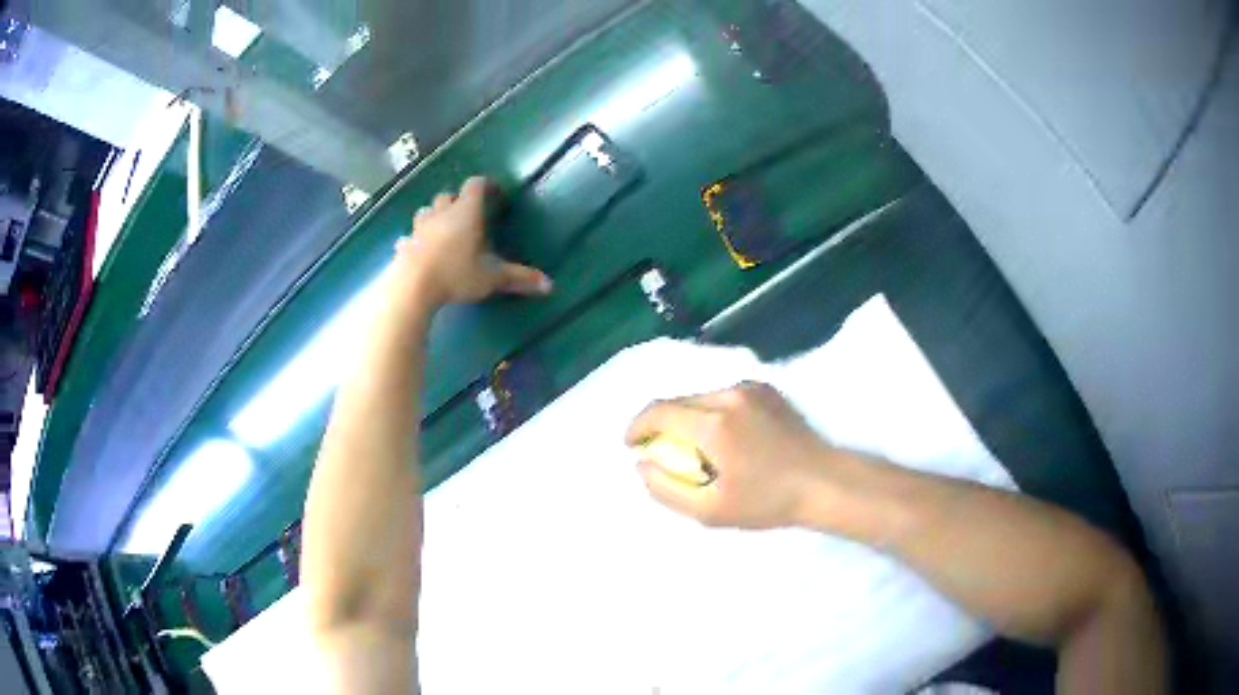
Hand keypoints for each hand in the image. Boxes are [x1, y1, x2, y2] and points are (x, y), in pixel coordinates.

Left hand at [394, 176, 551, 308]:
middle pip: (448, 195)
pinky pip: (410, 237)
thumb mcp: (491, 278)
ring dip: (435, 215)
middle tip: (469, 216)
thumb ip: (518, 278)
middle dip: (458, 201)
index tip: (494, 193)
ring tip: (444, 230)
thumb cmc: (456, 274)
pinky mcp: (403, 245)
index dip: (485, 185)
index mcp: (466, 212)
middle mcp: (441, 213)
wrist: (412, 287)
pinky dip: (416, 240)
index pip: (475, 185)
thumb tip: (549, 285)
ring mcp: (419, 228)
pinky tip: (420, 251)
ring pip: (426, 211)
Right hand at [625, 382, 839, 529]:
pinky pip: (723, 396)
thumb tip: (642, 465)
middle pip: (677, 402)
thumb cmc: (768, 501)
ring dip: (686, 418)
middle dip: (660, 424)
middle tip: (659, 453)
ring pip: (700, 397)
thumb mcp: (710, 510)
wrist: (825, 482)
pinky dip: (711, 412)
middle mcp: (729, 395)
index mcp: (713, 423)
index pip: (658, 411)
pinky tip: (722, 437)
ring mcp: (750, 388)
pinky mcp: (766, 389)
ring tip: (693, 448)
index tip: (631, 446)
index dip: (637, 427)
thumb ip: (666, 489)